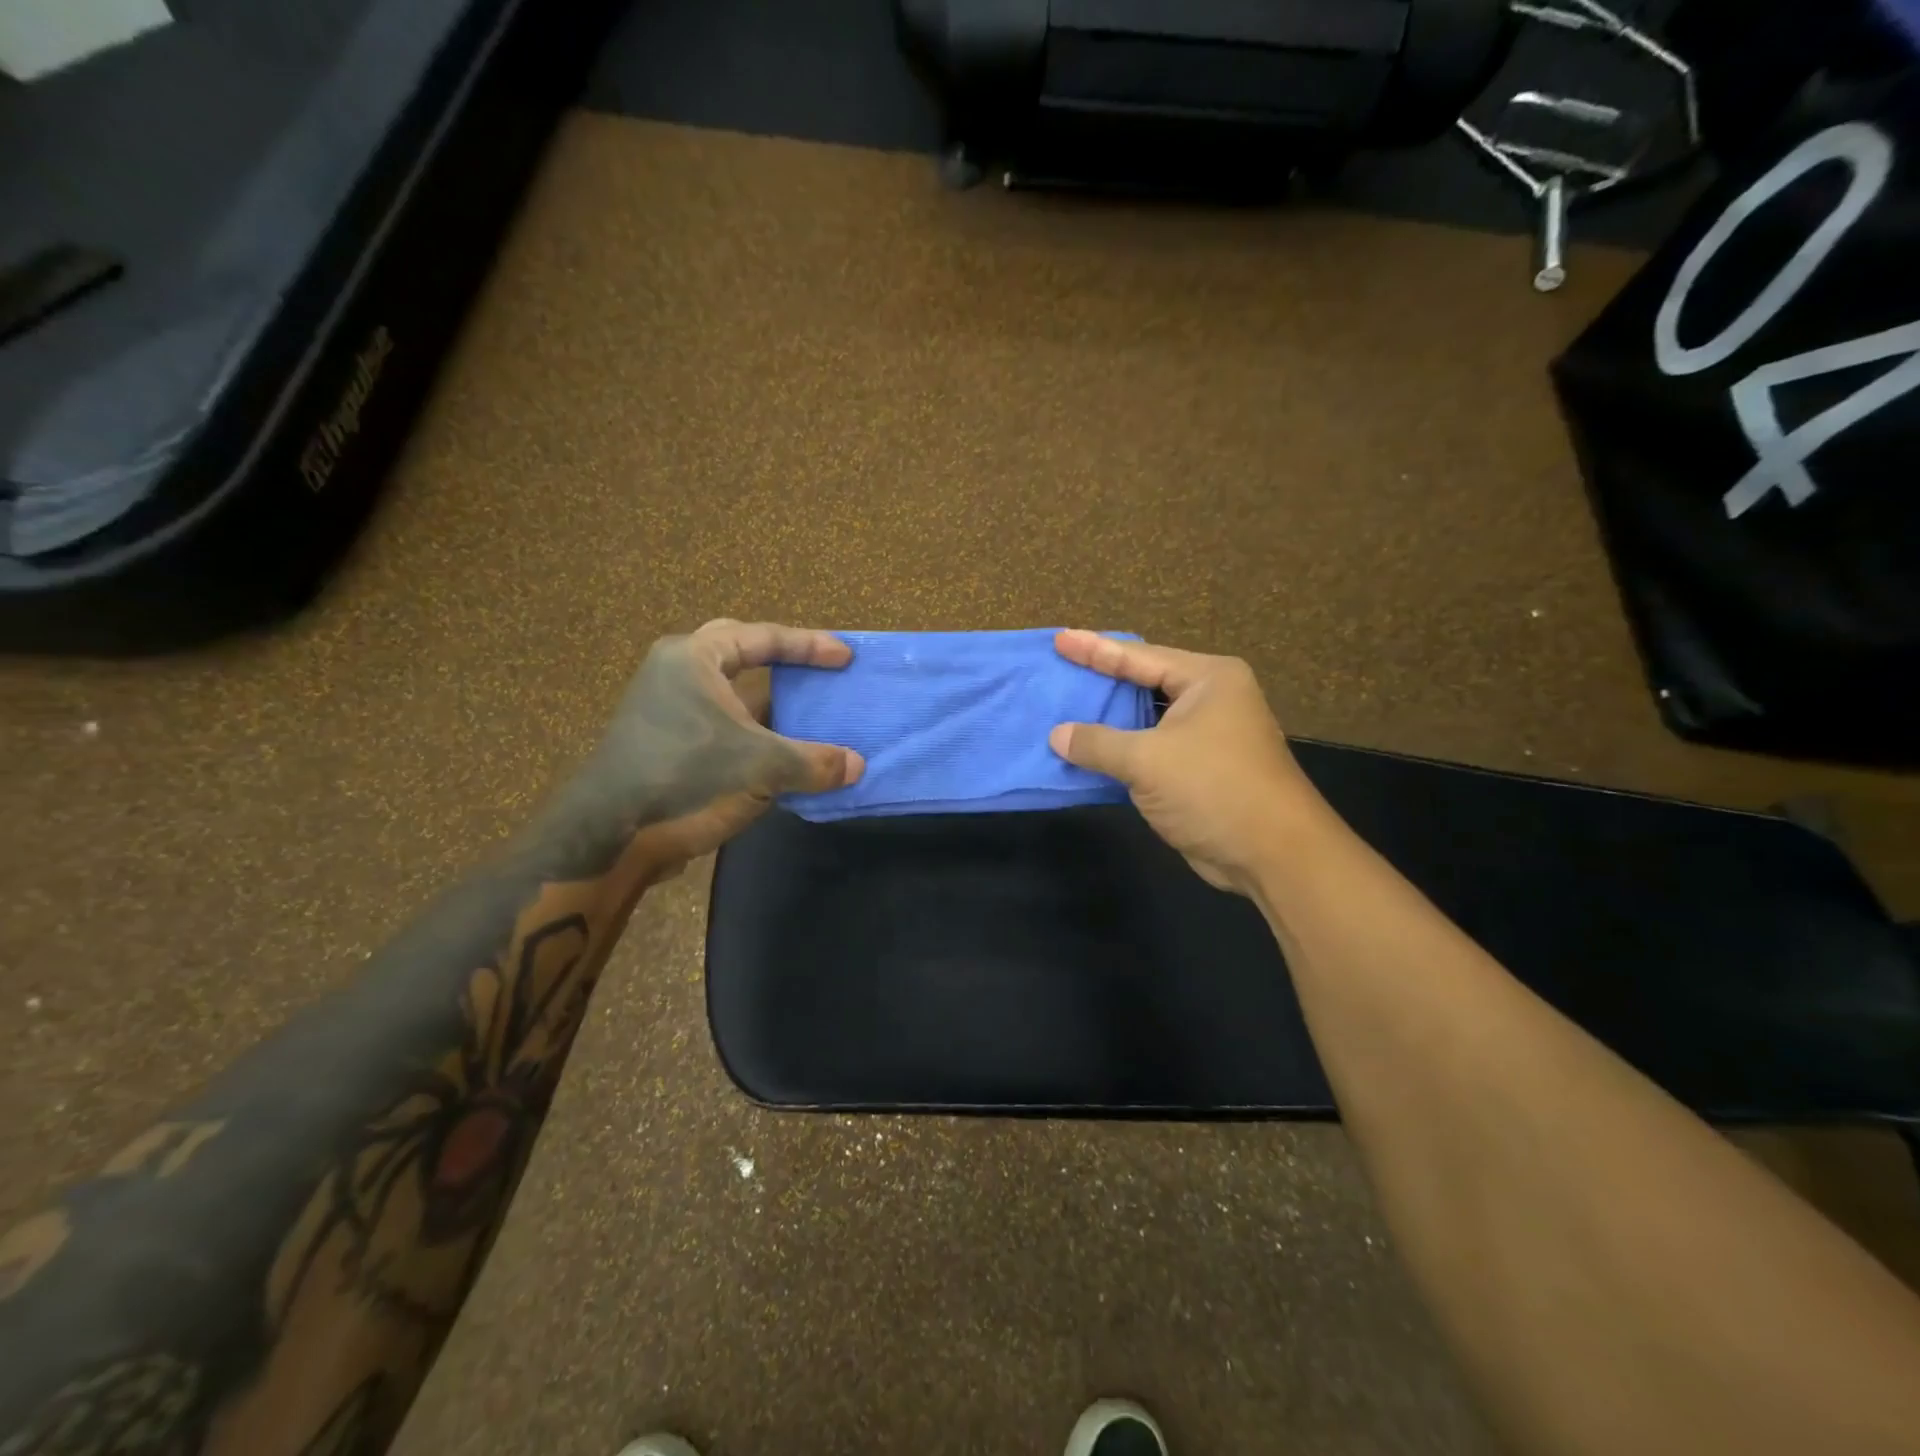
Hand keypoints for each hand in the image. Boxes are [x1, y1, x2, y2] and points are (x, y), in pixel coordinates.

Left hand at [589, 619, 864, 862]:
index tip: (845, 658)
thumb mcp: (763, 768)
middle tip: (815, 669)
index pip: (763, 637)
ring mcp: (665, 708)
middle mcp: (675, 673)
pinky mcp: (663, 741)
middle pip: (739, 651)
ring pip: (727, 691)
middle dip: (779, 659)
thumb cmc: (688, 778)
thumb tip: (857, 766)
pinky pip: (719, 722)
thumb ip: (815, 762)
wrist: (612, 836)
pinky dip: (751, 730)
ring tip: (805, 711)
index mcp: (694, 658)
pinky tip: (778, 751)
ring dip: (767, 701)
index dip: (810, 646)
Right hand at [1048, 630, 1317, 893]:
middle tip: (1060, 669)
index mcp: (1208, 679)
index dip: (1094, 649)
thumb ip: (1098, 743)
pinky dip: (1121, 750)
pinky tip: (1088, 750)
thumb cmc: (1214, 790)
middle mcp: (1211, 699)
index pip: (1138, 656)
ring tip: (1066, 706)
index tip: (1058, 639)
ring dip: (1109, 720)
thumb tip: (1057, 735)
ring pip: (1146, 719)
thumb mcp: (1148, 761)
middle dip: (1101, 680)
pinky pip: (1151, 749)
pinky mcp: (1200, 769)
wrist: (1274, 855)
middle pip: (1144, 681)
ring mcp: (1208, 735)